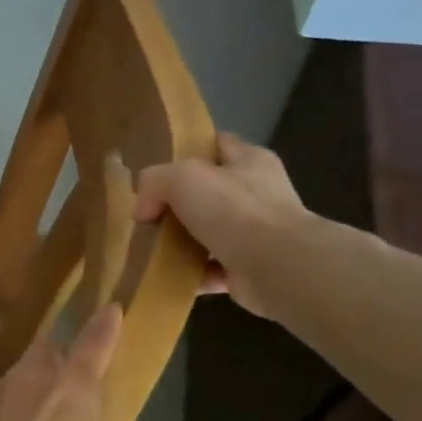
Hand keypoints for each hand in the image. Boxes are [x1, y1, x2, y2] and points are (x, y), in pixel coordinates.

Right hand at [131, 132, 313, 316]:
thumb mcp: (182, 178)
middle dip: (179, 203)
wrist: (278, 268)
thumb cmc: (234, 210)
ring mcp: (258, 233)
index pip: (217, 144)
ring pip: (210, 232)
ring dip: (184, 241)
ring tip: (152, 248)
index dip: (188, 150)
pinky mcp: (252, 268)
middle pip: (210, 191)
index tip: (158, 166)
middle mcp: (258, 193)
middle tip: (148, 214)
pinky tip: (170, 275)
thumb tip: (143, 210)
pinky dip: (193, 273)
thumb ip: (154, 182)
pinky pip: (214, 268)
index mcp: (250, 161)